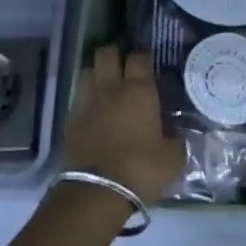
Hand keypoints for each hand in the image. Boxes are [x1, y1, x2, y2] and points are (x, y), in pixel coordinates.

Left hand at [61, 46, 185, 204]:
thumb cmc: (141, 169)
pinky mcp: (70, 121)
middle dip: (114, 54)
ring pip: (86, 71)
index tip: (148, 61)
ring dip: (96, 73)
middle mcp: (110, 89)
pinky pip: (78, 98)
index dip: (143, 55)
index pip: (139, 57)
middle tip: (123, 65)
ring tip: (105, 84)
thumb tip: (175, 134)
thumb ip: (175, 140)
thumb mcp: (173, 158)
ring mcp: (86, 103)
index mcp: (139, 92)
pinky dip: (86, 99)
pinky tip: (94, 111)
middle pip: (106, 54)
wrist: (97, 191)